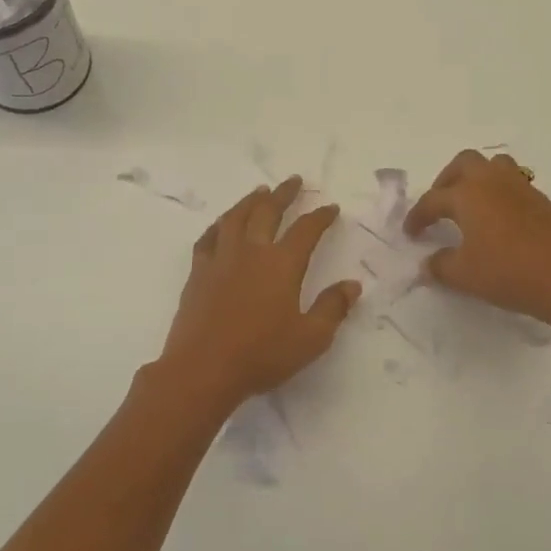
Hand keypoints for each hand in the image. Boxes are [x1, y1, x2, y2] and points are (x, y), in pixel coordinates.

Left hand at [157, 177, 360, 411]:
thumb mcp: (310, 338)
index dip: (320, 216)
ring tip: (260, 192)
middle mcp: (251, 252)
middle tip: (293, 181)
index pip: (306, 230)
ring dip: (250, 201)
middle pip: (267, 212)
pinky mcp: (198, 273)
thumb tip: (352, 285)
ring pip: (235, 218)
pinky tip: (222, 225)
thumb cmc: (262, 355)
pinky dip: (218, 225)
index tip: (330, 207)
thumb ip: (333, 308)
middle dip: (283, 194)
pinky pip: (208, 238)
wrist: (203, 369)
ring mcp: (220, 260)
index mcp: (281, 265)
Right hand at [404, 150, 550, 328]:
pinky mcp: (544, 201)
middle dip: (446, 180)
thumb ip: (440, 266)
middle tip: (441, 205)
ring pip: (494, 166)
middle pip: (464, 163)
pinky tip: (501, 221)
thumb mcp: (464, 275)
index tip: (410, 234)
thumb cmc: (508, 273)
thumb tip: (428, 264)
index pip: (432, 200)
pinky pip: (515, 184)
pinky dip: (500, 194)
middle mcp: (493, 183)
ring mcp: (522, 188)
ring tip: (472, 204)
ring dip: (478, 178)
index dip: (417, 217)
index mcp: (467, 195)